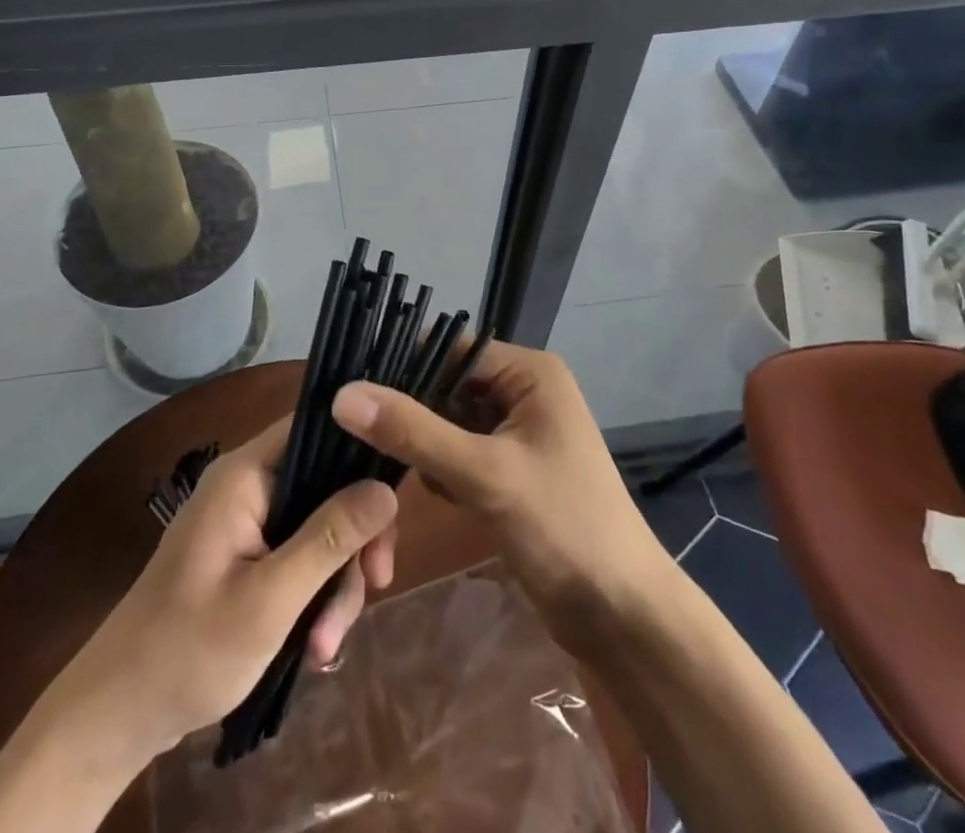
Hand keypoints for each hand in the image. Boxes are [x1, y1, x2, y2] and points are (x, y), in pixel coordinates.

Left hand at [63, 416, 398, 758]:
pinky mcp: (250, 556)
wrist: (119, 714)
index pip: (314, 428)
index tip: (393, 502)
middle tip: (376, 585)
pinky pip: (300, 557)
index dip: (359, 450)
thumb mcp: (271, 598)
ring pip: (319, 530)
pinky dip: (314, 597)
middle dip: (353, 541)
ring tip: (326, 648)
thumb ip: (329, 539)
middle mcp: (249, 486)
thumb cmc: (190, 648)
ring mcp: (248, 522)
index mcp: (245, 475)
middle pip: (326, 486)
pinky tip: (315, 647)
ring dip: (334, 584)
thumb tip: (387, 489)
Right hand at [331, 339, 667, 654]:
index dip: (402, 365)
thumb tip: (342, 394)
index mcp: (528, 372)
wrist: (622, 616)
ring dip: (422, 447)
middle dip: (410, 413)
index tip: (348, 389)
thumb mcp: (486, 475)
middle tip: (357, 436)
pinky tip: (435, 496)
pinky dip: (440, 471)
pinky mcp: (508, 470)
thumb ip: (414, 432)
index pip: (450, 349)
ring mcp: (516, 432)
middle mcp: (522, 391)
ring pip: (446, 422)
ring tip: (389, 469)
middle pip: (446, 385)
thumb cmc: (564, 528)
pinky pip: (458, 454)